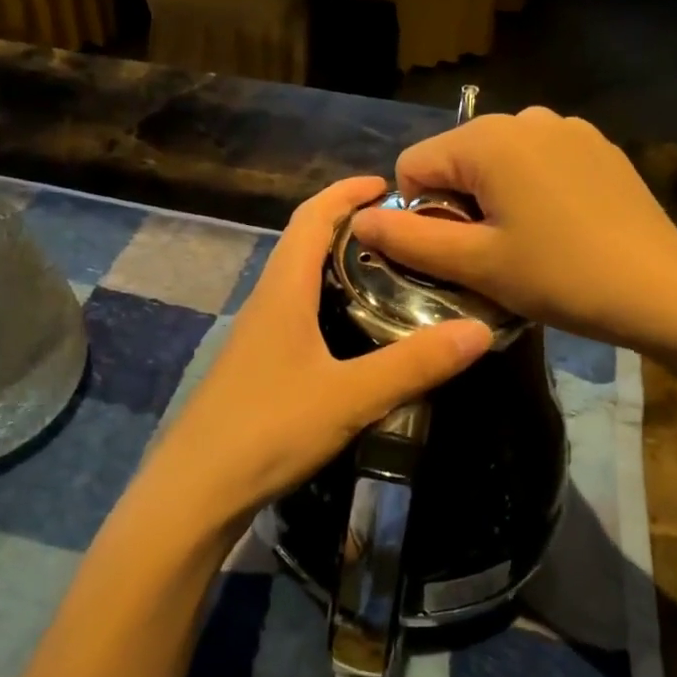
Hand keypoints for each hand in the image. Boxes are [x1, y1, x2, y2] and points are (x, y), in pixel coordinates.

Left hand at [133, 177, 492, 538]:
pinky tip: (358, 334)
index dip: (346, 192)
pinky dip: (330, 304)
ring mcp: (258, 337)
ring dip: (339, 266)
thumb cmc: (268, 429)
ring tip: (391, 276)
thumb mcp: (350, 396)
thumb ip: (414, 365)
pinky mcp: (258, 368)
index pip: (311, 218)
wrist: (195, 492)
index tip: (388, 184)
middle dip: (349, 225)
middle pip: (304, 243)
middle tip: (404, 233)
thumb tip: (480, 331)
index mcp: (282, 291)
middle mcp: (266, 303)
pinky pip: (298, 315)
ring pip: (300, 282)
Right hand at [350, 108, 676, 347]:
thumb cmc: (559, 276)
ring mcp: (566, 127)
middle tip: (494, 252)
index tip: (459, 251)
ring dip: (494, 196)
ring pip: (497, 160)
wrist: (659, 287)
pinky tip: (561, 224)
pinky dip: (532, 188)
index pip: (414, 166)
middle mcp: (524, 117)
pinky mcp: (595, 145)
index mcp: (487, 139)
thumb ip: (409, 239)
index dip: (421, 214)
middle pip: (456, 158)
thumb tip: (359, 218)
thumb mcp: (475, 264)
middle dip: (459, 203)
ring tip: (528, 240)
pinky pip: (537, 159)